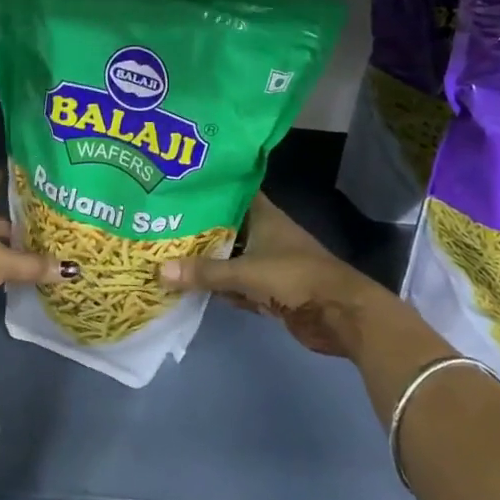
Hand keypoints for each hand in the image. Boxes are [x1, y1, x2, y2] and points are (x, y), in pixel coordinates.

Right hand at [158, 194, 387, 357]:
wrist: (340, 315)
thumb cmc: (295, 278)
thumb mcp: (246, 272)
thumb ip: (205, 272)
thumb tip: (159, 270)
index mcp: (263, 216)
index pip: (232, 191)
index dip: (208, 187)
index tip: (177, 185)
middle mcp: (264, 234)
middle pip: (226, 226)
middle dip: (198, 227)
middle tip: (159, 222)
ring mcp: (267, 263)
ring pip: (229, 256)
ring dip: (206, 259)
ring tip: (166, 252)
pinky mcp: (269, 290)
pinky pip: (236, 284)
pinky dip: (219, 286)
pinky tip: (190, 286)